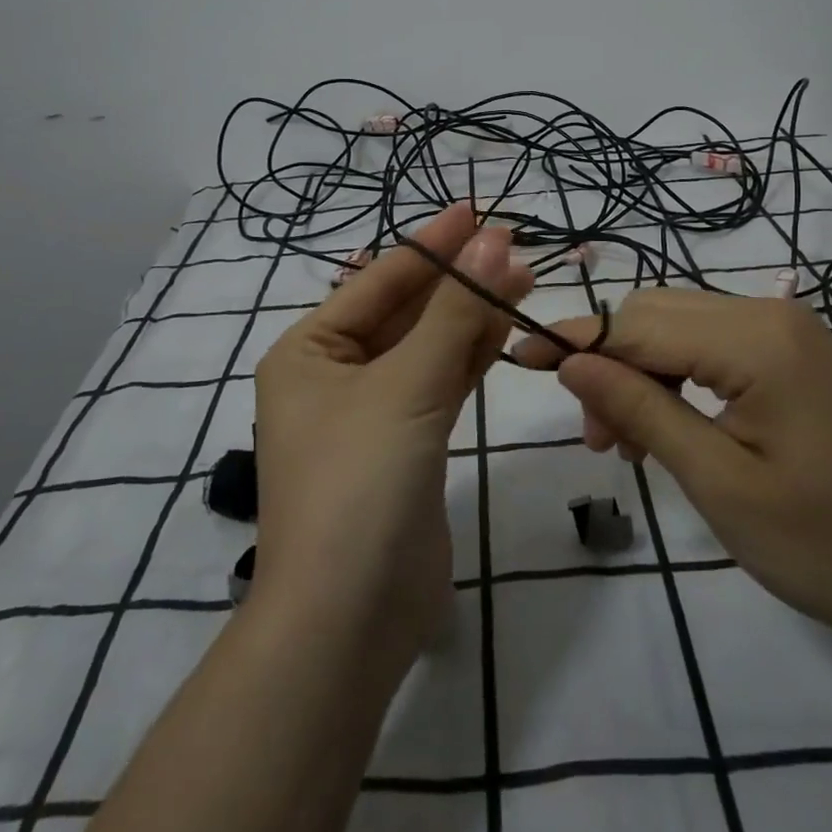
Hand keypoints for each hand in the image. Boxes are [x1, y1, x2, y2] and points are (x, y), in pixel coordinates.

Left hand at [252, 202, 532, 678]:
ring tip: (522, 276)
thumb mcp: (407, 386)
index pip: (380, 280)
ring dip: (470, 314)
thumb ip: (454, 312)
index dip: (432, 243)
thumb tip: (493, 240)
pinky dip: (469, 356)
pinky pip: (439, 384)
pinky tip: (504, 327)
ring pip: (427, 346)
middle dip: (457, 278)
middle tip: (514, 244)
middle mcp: (333, 375)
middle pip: (405, 310)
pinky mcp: (405, 446)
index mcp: (308, 350)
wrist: (349, 622)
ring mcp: (370, 413)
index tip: (478, 209)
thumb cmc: (359, 482)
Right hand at [513, 291, 831, 647]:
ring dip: (639, 373)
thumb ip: (640, 409)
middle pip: (657, 315)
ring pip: (680, 329)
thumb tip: (569, 362)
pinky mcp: (793, 355)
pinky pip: (711, 346)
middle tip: (594, 438)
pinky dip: (675, 378)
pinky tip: (666, 425)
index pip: (639, 323)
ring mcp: (786, 331)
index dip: (574, 339)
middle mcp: (769, 314)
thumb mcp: (718, 481)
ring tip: (624, 444)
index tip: (517, 355)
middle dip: (610, 363)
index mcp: (756, 338)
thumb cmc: (826, 544)